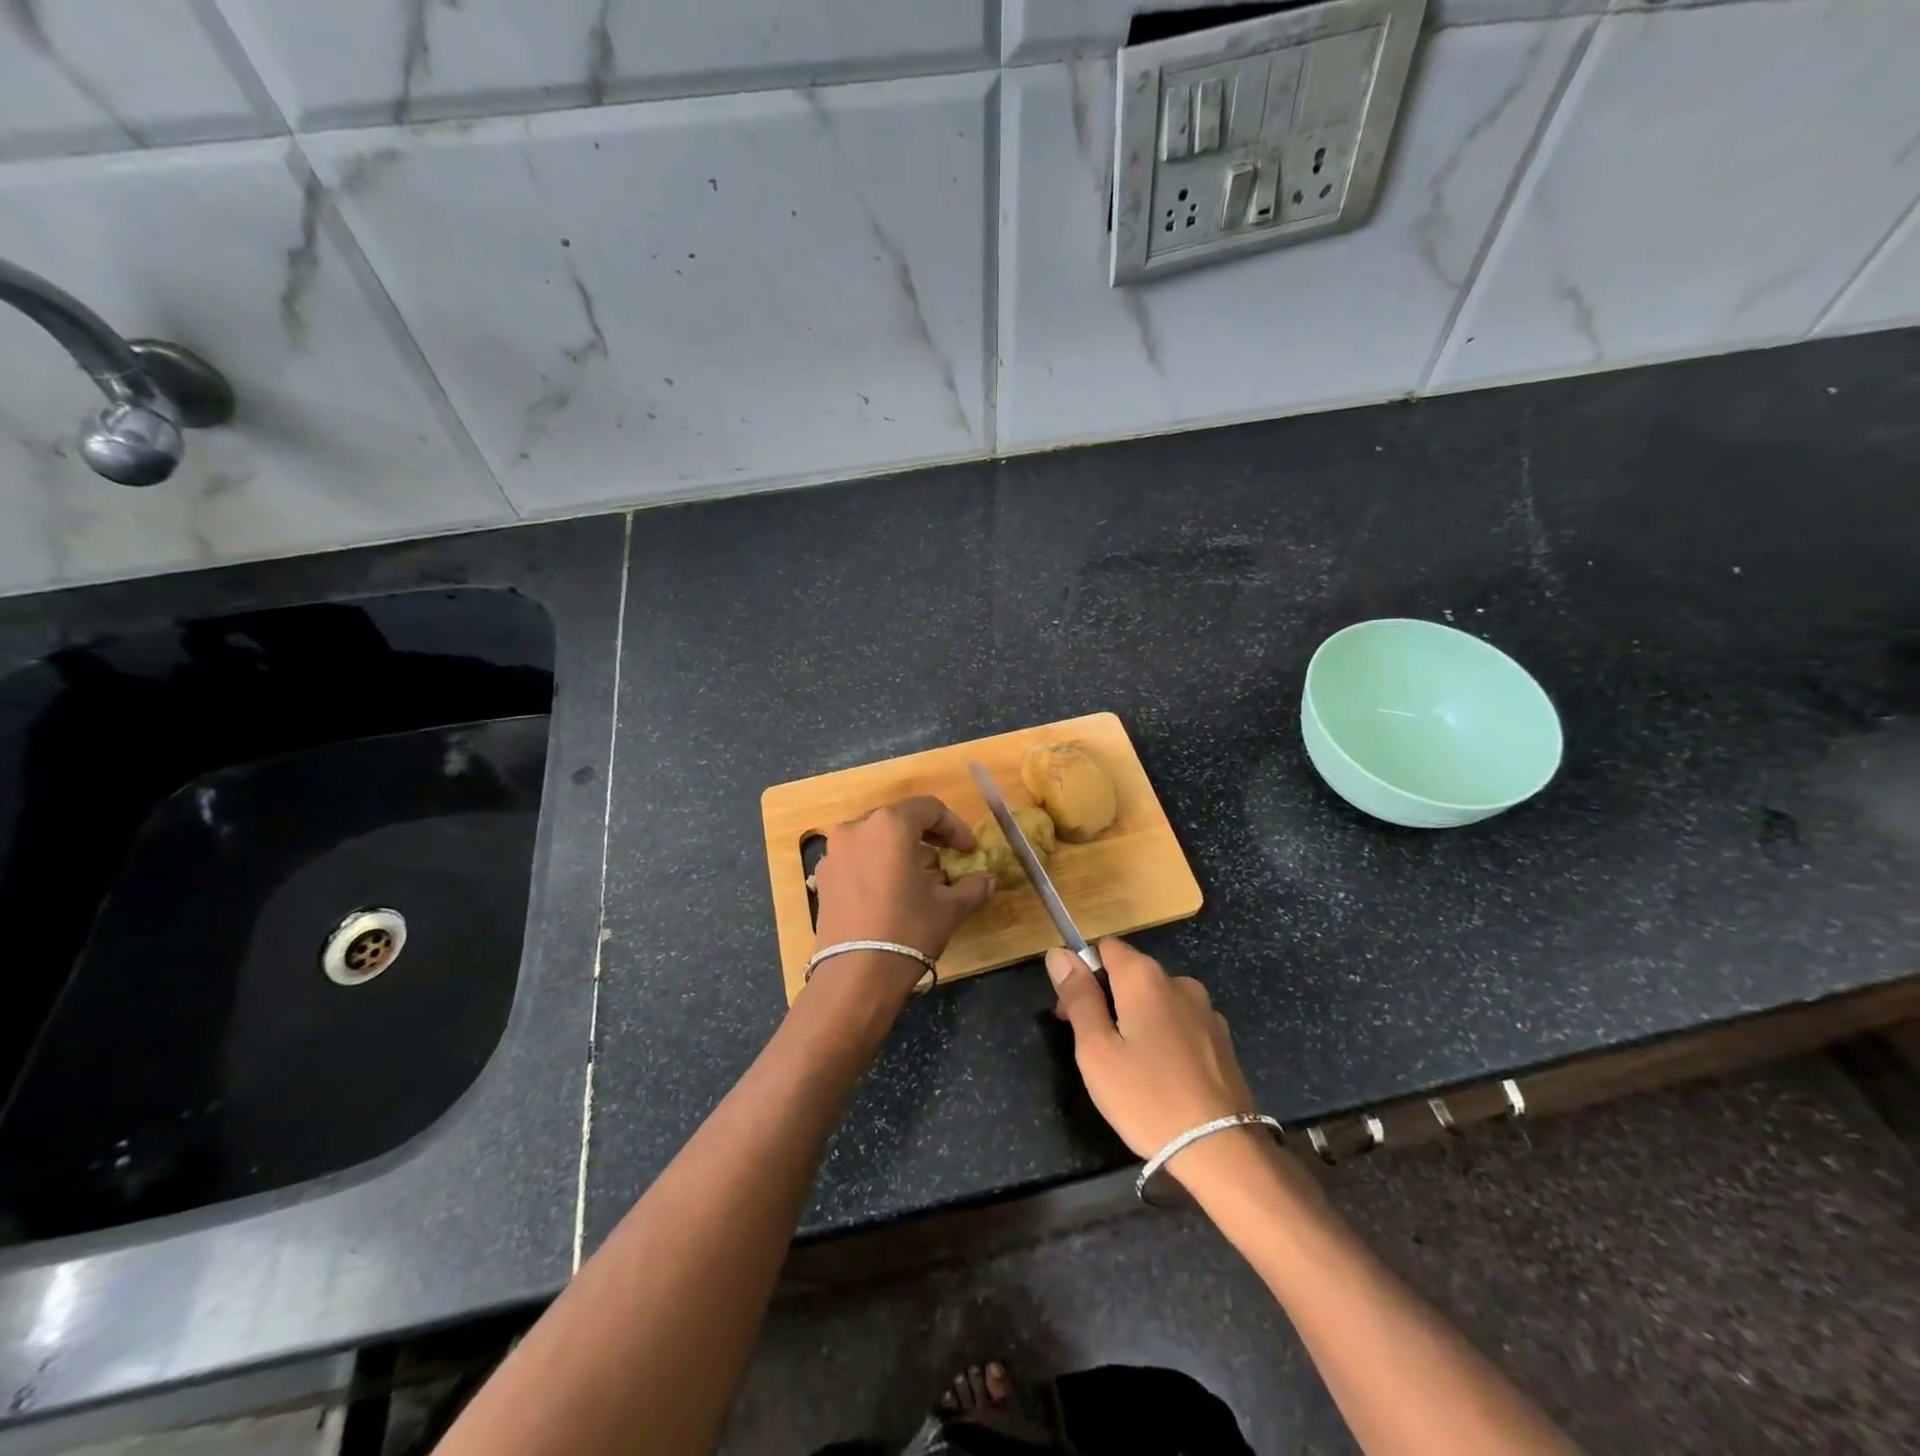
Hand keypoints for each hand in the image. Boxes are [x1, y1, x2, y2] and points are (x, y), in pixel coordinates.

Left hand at [811, 796, 995, 994]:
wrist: (855, 976)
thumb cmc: (908, 930)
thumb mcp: (949, 908)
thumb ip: (972, 887)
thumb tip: (989, 880)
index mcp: (889, 825)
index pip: (928, 809)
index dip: (954, 827)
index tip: (968, 850)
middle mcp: (856, 829)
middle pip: (898, 821)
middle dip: (926, 839)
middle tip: (946, 862)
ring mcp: (834, 853)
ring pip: (875, 840)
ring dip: (900, 853)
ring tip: (919, 881)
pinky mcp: (822, 878)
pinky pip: (856, 860)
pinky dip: (877, 867)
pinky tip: (891, 895)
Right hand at [1046, 937, 1255, 1159]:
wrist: (1221, 1150)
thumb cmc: (1147, 1097)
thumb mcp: (1096, 1049)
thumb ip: (1078, 997)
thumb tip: (1058, 953)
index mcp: (1144, 977)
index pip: (1104, 947)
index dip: (1081, 973)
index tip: (1071, 1014)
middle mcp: (1178, 981)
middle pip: (1130, 973)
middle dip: (1106, 999)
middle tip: (1093, 1049)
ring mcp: (1206, 1010)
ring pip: (1156, 1000)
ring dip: (1136, 1019)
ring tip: (1129, 1068)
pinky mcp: (1222, 1040)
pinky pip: (1180, 1023)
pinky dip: (1164, 1037)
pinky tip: (1162, 1076)